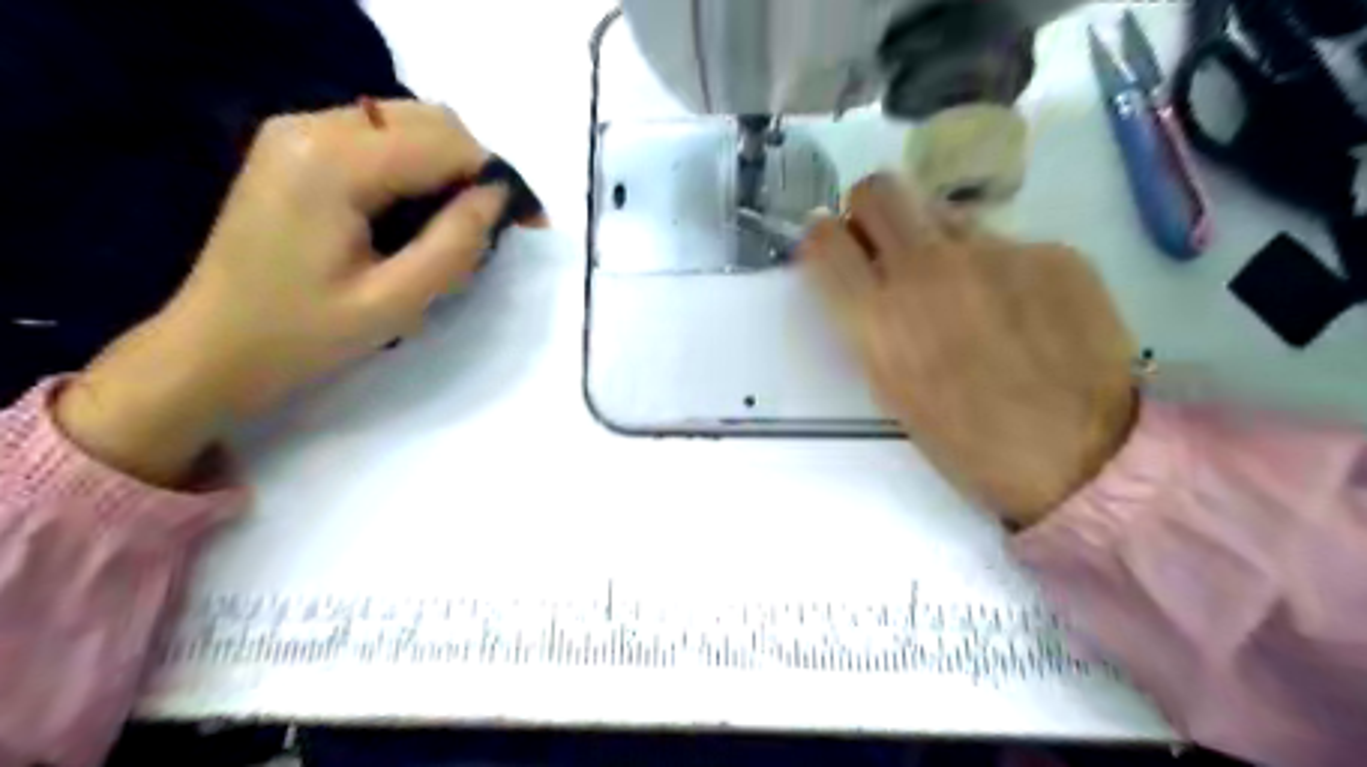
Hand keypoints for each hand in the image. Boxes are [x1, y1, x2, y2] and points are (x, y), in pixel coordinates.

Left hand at [55, 102, 507, 484]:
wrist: (213, 347)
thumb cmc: (304, 335)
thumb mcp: (395, 302)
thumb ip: (455, 244)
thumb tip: (499, 197)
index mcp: (331, 163)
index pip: (443, 143)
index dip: (497, 177)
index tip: (531, 223)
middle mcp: (310, 126)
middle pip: (427, 119)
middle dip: (475, 168)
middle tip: (495, 227)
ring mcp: (297, 131)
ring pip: (407, 123)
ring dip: (449, 167)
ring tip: (461, 225)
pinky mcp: (296, 147)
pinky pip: (380, 137)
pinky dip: (417, 166)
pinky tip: (420, 213)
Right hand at [805, 174, 1137, 523]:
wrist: (1082, 457)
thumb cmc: (968, 442)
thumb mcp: (893, 390)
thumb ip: (871, 322)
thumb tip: (870, 277)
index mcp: (878, 318)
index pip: (823, 238)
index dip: (824, 241)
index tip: (836, 254)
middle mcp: (928, 269)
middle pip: (878, 189)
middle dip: (870, 212)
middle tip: (886, 246)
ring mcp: (995, 253)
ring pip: (942, 210)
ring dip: (934, 238)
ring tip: (960, 285)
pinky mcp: (1054, 252)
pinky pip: (1003, 241)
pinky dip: (996, 265)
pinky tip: (1020, 307)